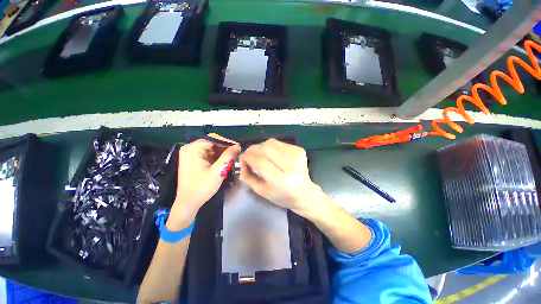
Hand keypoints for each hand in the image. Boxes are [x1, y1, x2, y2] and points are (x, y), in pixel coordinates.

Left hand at [169, 139, 240, 228]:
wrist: (188, 203)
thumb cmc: (202, 186)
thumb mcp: (219, 170)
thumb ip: (228, 156)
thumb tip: (237, 145)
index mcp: (192, 149)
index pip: (213, 139)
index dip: (226, 143)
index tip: (237, 148)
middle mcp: (189, 149)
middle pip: (211, 144)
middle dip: (224, 149)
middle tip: (235, 155)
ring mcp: (189, 156)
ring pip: (209, 150)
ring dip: (220, 154)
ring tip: (231, 159)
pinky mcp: (191, 162)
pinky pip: (205, 155)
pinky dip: (214, 158)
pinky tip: (222, 163)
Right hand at [239, 139, 321, 216]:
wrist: (304, 193)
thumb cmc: (281, 196)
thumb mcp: (261, 191)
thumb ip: (248, 175)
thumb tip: (241, 159)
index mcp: (281, 180)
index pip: (260, 161)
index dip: (248, 157)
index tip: (242, 158)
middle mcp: (291, 166)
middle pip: (266, 148)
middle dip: (253, 149)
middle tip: (249, 155)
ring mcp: (297, 156)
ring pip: (272, 142)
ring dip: (261, 147)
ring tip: (260, 155)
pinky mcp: (300, 150)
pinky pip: (279, 143)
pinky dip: (271, 147)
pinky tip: (272, 155)